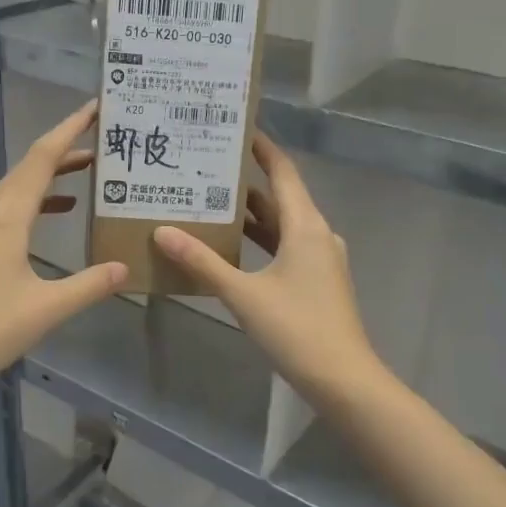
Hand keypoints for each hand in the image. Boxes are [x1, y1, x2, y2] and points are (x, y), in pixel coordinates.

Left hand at [0, 100, 128, 396]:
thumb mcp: (46, 309)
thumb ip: (88, 285)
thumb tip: (125, 267)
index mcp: (6, 219)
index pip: (42, 160)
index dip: (69, 130)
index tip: (94, 108)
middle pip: (27, 169)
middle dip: (64, 151)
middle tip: (101, 143)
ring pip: (13, 190)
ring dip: (47, 178)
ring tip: (83, 175)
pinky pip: (3, 211)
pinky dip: (31, 204)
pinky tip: (47, 220)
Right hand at [154, 134, 383, 404]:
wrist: (343, 378)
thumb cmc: (296, 329)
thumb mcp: (243, 295)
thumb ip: (203, 262)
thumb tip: (162, 231)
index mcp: (305, 226)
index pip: (282, 171)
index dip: (261, 148)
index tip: (234, 128)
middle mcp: (316, 234)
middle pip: (279, 197)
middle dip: (244, 182)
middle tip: (205, 167)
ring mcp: (319, 259)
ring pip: (281, 225)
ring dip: (250, 215)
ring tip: (209, 201)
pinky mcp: (316, 280)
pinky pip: (285, 247)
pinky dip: (260, 241)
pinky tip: (231, 247)